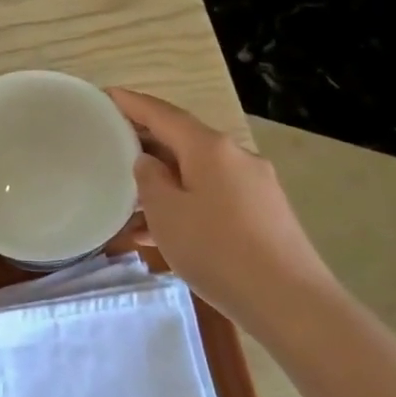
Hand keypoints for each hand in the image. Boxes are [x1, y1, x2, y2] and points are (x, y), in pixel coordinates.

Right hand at [107, 88, 339, 322]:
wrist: (289, 302)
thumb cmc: (217, 250)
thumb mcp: (167, 213)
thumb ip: (150, 180)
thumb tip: (149, 162)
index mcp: (210, 147)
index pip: (163, 114)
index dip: (132, 103)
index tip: (106, 95)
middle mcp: (235, 157)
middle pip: (183, 140)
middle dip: (147, 143)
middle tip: (111, 145)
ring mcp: (253, 185)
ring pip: (197, 173)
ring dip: (164, 181)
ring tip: (128, 199)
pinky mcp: (263, 214)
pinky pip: (213, 197)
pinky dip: (186, 204)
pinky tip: (160, 232)